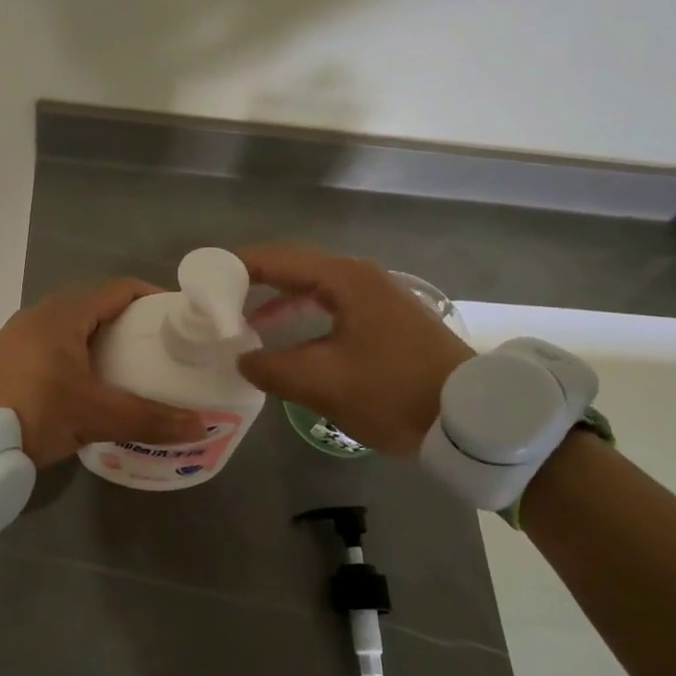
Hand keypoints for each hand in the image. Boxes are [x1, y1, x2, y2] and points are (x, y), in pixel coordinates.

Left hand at [0, 278, 205, 466]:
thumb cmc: (30, 409)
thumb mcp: (93, 415)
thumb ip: (147, 419)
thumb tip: (201, 425)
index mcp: (66, 312)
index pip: (121, 288)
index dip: (154, 298)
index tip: (180, 320)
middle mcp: (42, 314)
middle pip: (98, 307)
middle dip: (132, 325)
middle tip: (162, 350)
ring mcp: (21, 336)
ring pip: (74, 329)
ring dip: (103, 344)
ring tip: (132, 371)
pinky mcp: (7, 359)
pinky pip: (55, 348)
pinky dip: (79, 359)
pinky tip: (89, 389)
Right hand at [236, 244, 474, 455]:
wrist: (470, 415)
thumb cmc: (393, 391)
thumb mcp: (324, 383)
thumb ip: (272, 369)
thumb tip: (241, 359)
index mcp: (345, 280)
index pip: (278, 259)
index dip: (238, 266)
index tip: (205, 276)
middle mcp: (360, 277)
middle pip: (295, 267)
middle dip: (255, 280)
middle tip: (218, 296)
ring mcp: (377, 297)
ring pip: (314, 287)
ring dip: (278, 301)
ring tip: (244, 320)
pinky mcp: (386, 320)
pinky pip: (332, 305)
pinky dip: (302, 315)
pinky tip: (288, 340)